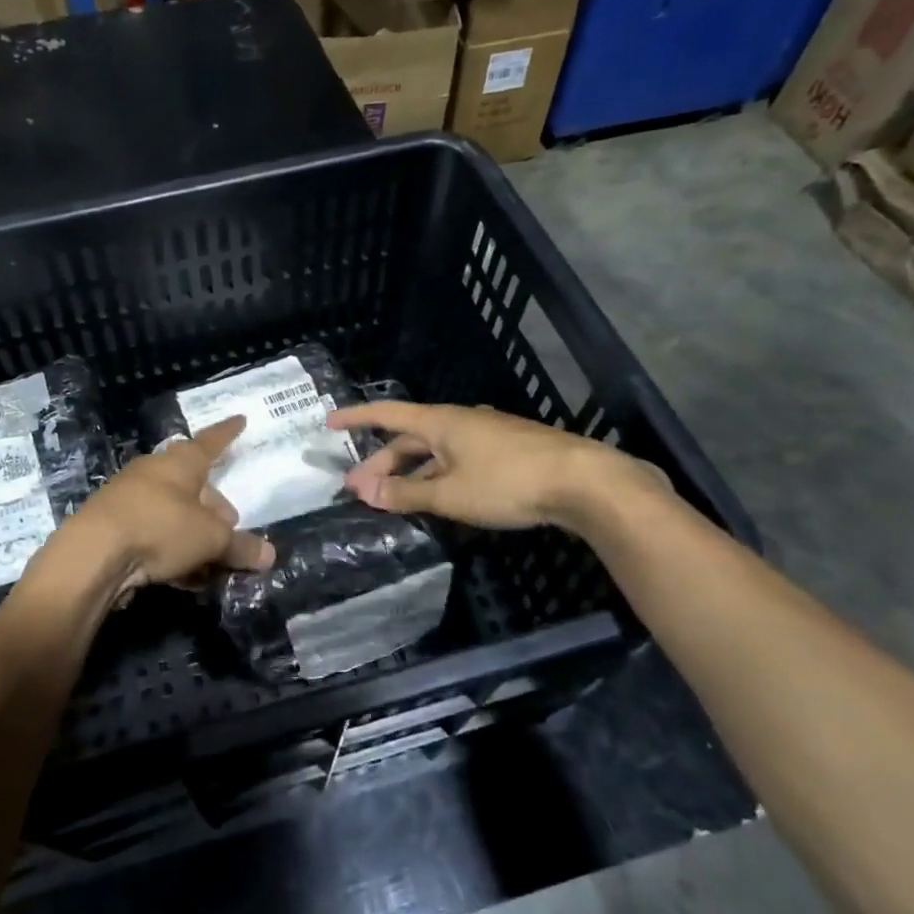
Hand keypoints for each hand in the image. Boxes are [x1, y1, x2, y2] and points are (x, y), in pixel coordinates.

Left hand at [61, 416, 274, 594]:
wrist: (92, 554)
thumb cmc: (160, 529)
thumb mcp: (210, 540)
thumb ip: (240, 546)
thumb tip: (268, 555)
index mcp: (181, 462)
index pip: (211, 442)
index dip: (228, 434)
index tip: (240, 420)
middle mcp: (154, 472)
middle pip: (193, 484)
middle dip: (214, 506)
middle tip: (230, 529)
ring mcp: (129, 497)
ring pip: (173, 512)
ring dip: (193, 534)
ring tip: (209, 561)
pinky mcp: (113, 525)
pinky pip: (154, 533)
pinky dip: (171, 549)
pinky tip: (181, 575)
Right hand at [326, 401, 666, 532]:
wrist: (584, 482)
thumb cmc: (507, 482)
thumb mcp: (449, 494)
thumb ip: (405, 494)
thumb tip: (364, 493)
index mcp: (440, 422)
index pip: (386, 414)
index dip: (356, 418)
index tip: (329, 423)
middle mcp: (459, 422)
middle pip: (409, 439)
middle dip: (380, 462)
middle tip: (358, 489)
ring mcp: (485, 436)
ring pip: (434, 452)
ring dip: (409, 473)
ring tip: (392, 499)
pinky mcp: (505, 452)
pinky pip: (456, 460)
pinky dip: (436, 476)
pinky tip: (436, 497)